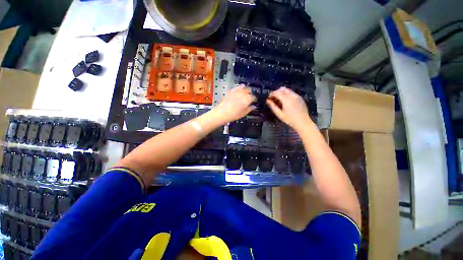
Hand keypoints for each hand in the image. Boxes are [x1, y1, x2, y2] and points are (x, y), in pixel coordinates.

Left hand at [213, 84, 255, 123]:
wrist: (221, 113)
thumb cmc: (233, 115)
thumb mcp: (243, 114)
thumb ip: (249, 109)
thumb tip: (254, 106)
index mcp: (247, 99)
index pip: (254, 97)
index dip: (254, 99)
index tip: (254, 102)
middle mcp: (243, 93)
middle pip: (249, 90)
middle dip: (250, 94)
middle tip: (249, 98)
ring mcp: (236, 91)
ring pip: (243, 87)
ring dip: (245, 90)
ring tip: (244, 94)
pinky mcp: (231, 91)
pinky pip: (237, 87)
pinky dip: (239, 88)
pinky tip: (238, 92)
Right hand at [266, 87, 313, 130]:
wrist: (303, 122)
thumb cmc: (290, 120)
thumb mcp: (279, 114)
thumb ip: (273, 106)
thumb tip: (267, 101)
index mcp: (286, 100)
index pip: (277, 92)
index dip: (271, 94)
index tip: (268, 97)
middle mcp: (292, 95)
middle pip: (282, 89)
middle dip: (276, 92)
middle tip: (273, 98)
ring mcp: (297, 96)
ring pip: (288, 90)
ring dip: (282, 93)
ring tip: (279, 100)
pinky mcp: (300, 98)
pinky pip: (292, 93)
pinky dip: (287, 95)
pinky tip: (286, 102)